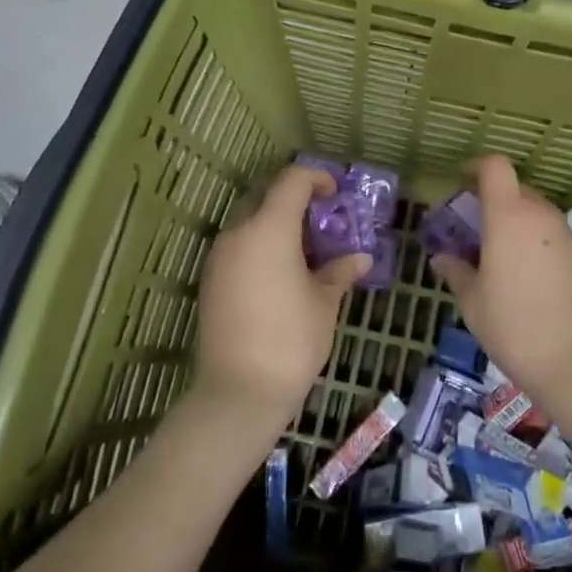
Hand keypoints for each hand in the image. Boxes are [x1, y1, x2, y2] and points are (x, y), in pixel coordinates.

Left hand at [193, 163, 371, 430]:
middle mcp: (239, 233)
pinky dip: (259, 244)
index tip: (335, 194)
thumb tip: (360, 258)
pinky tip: (281, 272)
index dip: (316, 178)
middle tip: (321, 218)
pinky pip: (238, 245)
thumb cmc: (291, 340)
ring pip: (248, 220)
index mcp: (269, 228)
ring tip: (304, 247)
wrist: (239, 393)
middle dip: (293, 198)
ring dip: (275, 222)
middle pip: (265, 195)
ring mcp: (220, 257)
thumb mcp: (325, 303)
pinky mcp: (210, 280)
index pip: (292, 180)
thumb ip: (340, 272)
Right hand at [429, 155, 571, 406]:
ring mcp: (563, 233)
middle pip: (513, 188)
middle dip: (490, 199)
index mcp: (508, 215)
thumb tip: (442, 258)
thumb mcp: (471, 300)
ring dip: (511, 219)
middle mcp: (538, 214)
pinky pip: (548, 231)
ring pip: (532, 210)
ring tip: (493, 253)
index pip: (495, 166)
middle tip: (470, 227)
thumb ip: (455, 271)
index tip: (460, 181)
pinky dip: (530, 238)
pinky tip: (520, 273)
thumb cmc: (512, 325)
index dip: (476, 166)